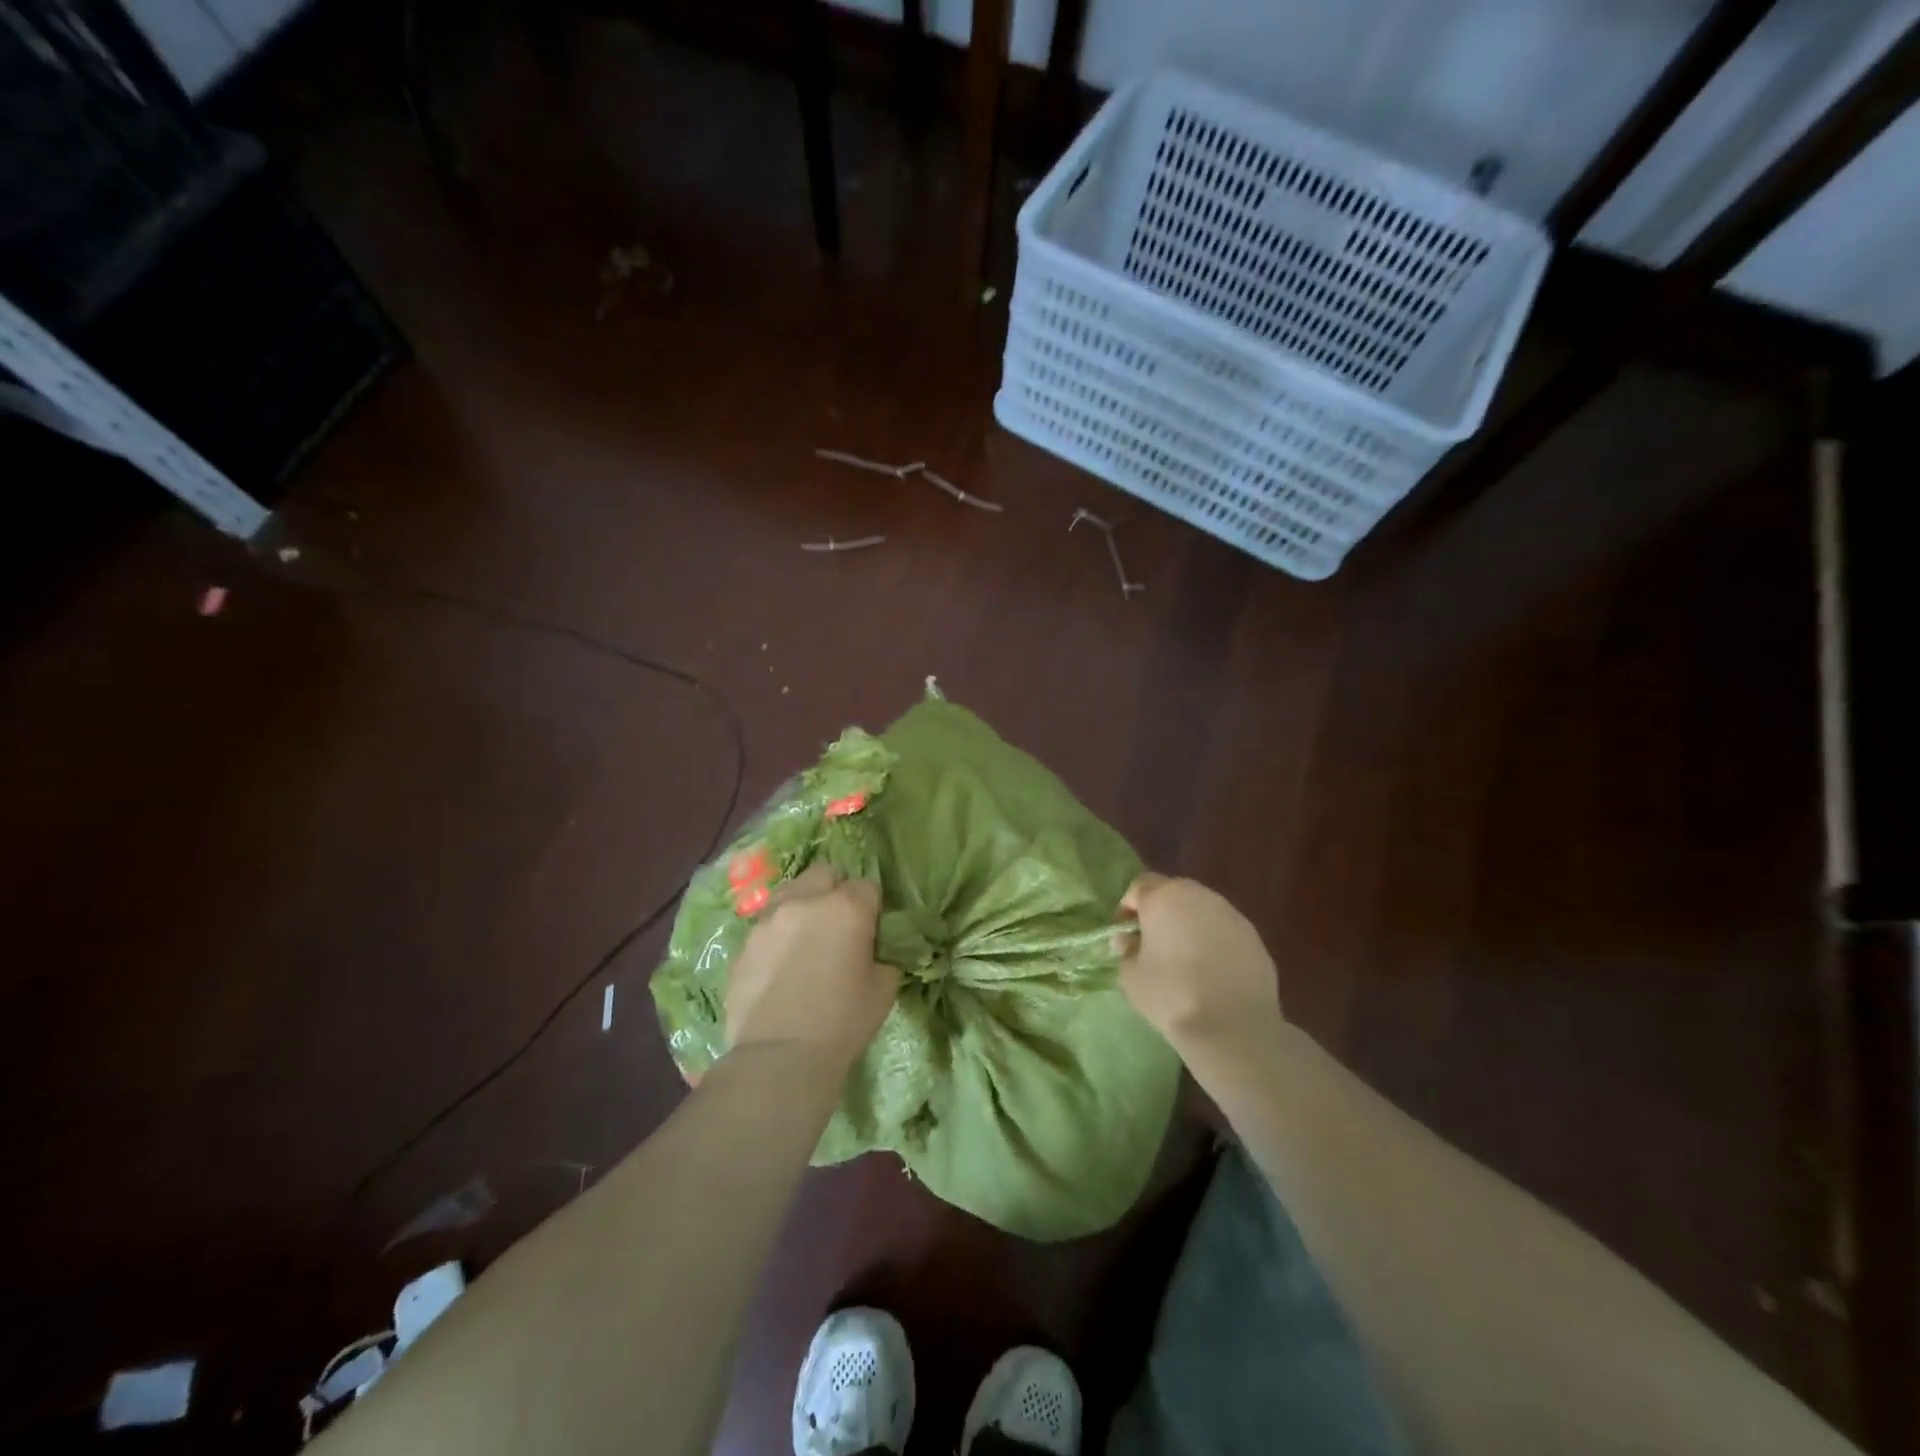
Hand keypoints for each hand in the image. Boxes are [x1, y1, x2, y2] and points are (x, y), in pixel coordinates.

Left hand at [726, 863, 894, 1072]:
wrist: (779, 1057)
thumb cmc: (842, 1022)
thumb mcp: (884, 988)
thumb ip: (883, 956)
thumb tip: (873, 951)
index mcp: (846, 907)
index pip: (867, 885)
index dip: (872, 906)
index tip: (871, 929)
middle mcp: (805, 901)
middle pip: (824, 874)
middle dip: (834, 890)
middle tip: (838, 924)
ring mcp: (768, 919)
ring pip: (790, 893)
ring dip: (802, 906)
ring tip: (805, 940)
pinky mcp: (744, 943)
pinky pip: (767, 925)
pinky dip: (778, 935)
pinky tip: (781, 966)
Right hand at [1116, 874, 1281, 1062]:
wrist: (1233, 1027)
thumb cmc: (1171, 995)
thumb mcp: (1131, 976)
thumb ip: (1126, 950)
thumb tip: (1129, 940)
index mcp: (1164, 897)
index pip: (1140, 886)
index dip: (1129, 907)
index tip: (1125, 933)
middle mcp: (1199, 896)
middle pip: (1173, 892)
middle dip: (1161, 912)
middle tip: (1153, 942)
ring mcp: (1231, 914)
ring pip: (1202, 910)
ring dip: (1189, 924)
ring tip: (1183, 957)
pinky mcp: (1254, 936)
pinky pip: (1224, 930)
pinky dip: (1214, 941)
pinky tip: (1211, 970)